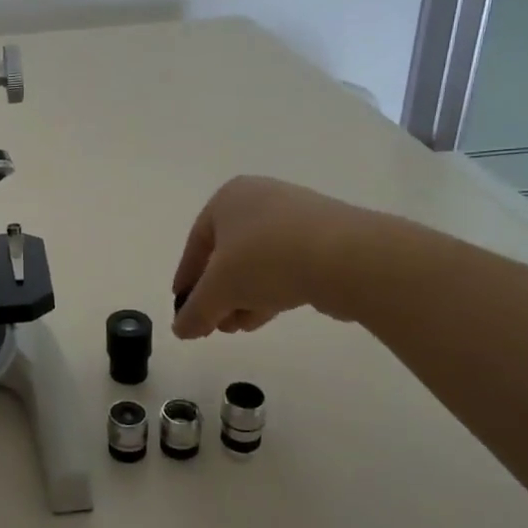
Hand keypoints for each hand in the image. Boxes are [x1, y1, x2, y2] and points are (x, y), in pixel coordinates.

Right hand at [170, 175, 378, 338]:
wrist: (347, 257)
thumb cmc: (266, 259)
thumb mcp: (219, 289)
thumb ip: (195, 310)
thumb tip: (181, 330)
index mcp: (229, 198)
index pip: (196, 243)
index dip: (187, 278)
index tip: (183, 307)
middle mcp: (261, 200)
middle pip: (228, 254)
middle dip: (218, 293)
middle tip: (213, 324)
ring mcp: (296, 218)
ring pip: (258, 263)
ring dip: (243, 297)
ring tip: (237, 327)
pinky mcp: (325, 239)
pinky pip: (286, 266)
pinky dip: (270, 291)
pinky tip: (265, 316)